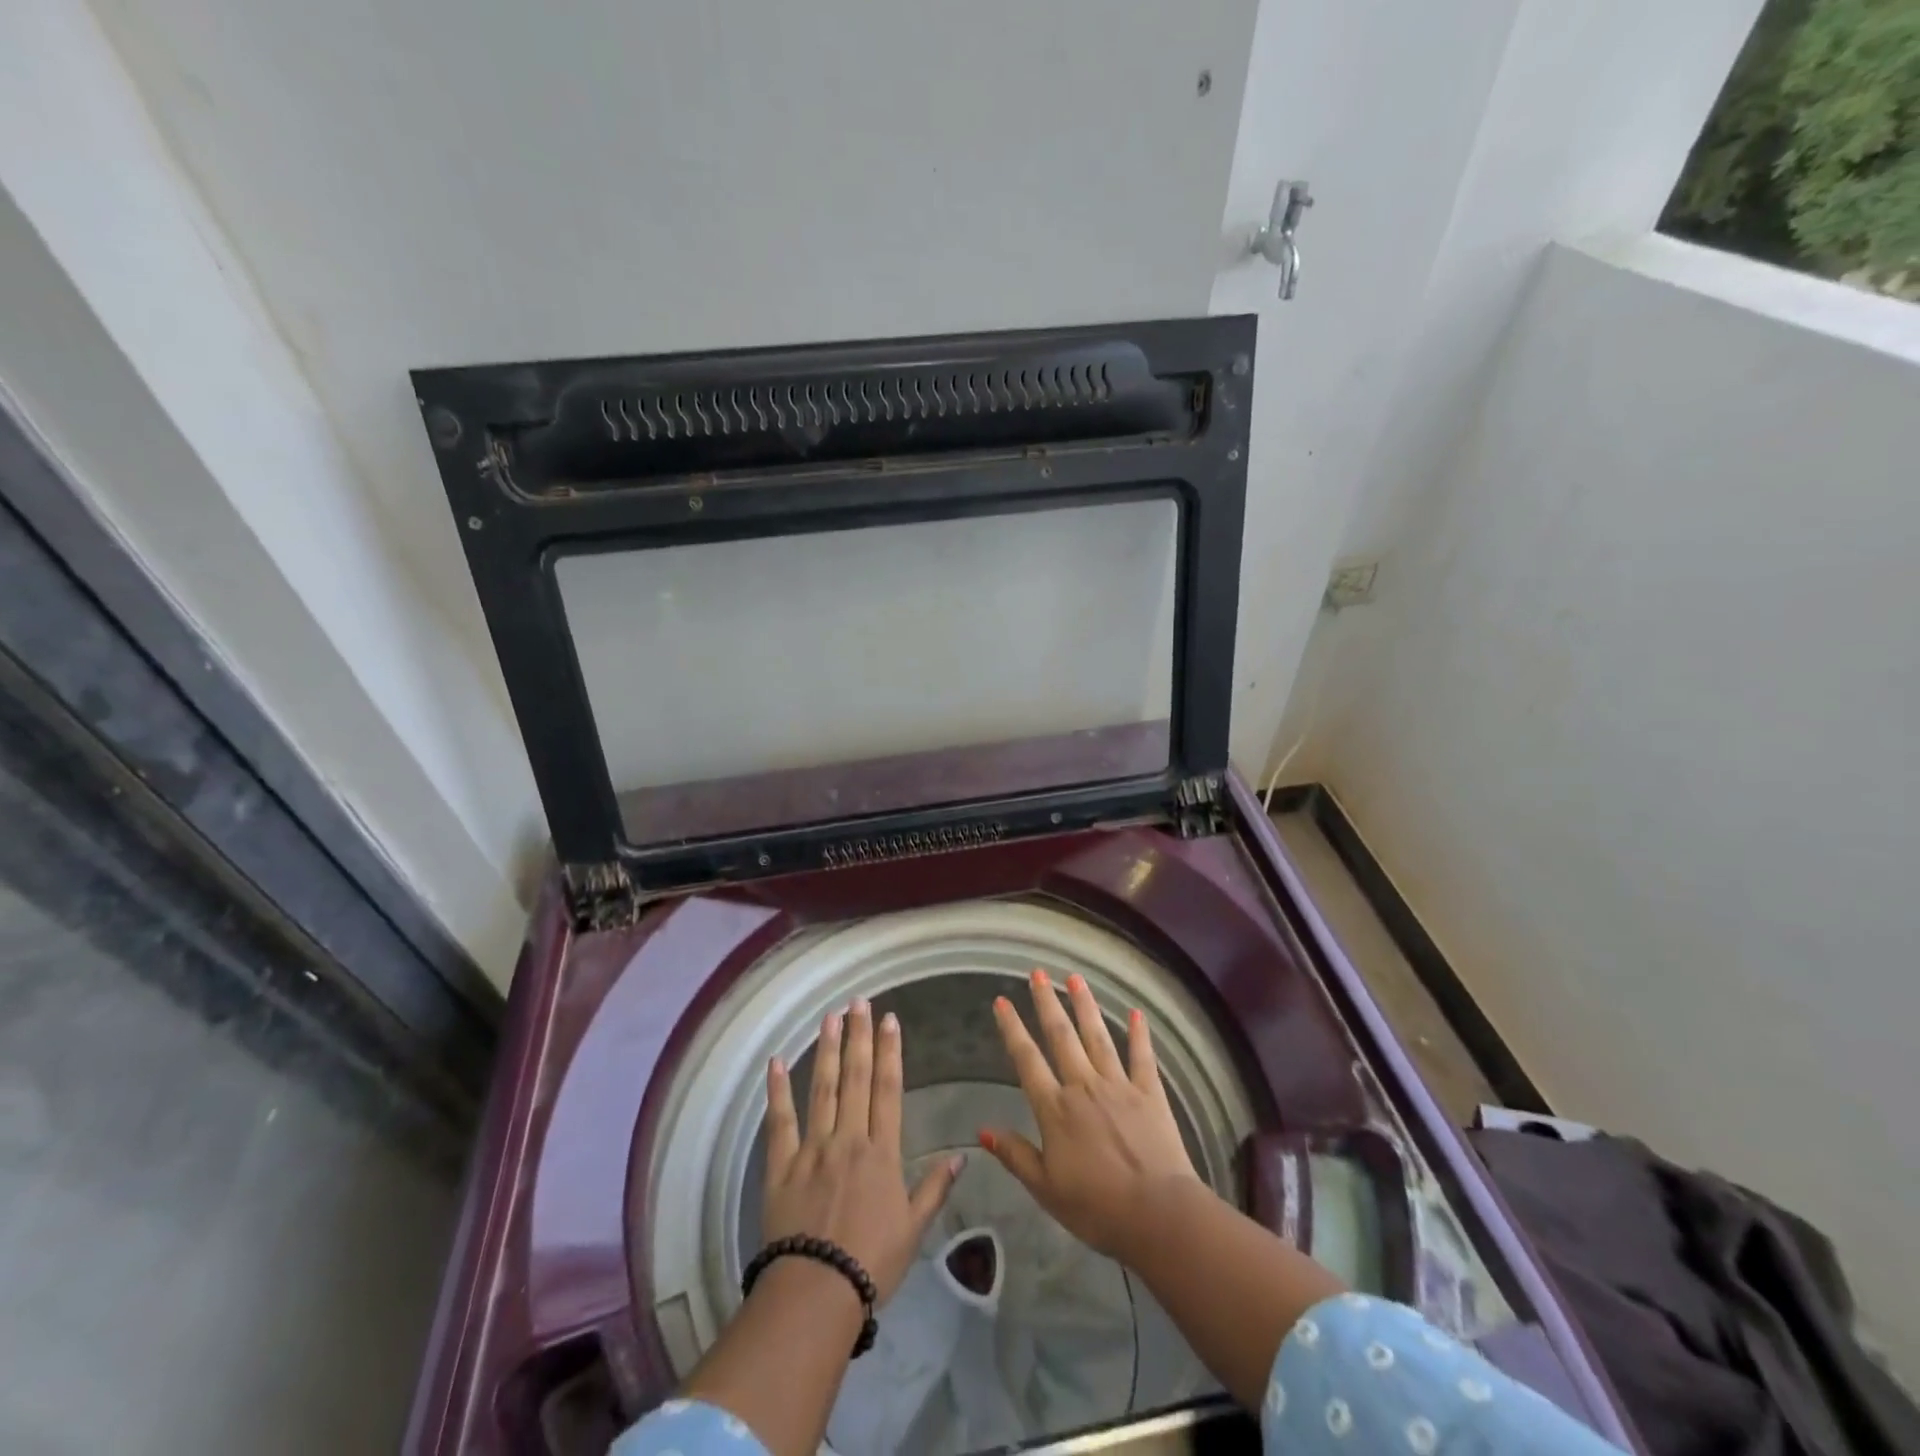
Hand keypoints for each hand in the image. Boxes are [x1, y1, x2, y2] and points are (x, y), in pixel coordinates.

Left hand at [762, 999, 960, 1303]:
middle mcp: (848, 1139)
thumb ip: (935, 1188)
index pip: (887, 1089)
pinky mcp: (781, 1166)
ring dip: (826, 1050)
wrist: (816, 1293)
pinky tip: (776, 1062)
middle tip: (859, 1001)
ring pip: (822, 1089)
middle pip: (854, 1078)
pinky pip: (780, 1122)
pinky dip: (778, 1091)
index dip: (889, 1052)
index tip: (890, 1020)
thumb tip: (962, 1155)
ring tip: (830, 1017)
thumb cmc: (871, 1263)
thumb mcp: (913, 1228)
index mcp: (881, 1151)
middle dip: (859, 1036)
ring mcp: (812, 1148)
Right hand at [980, 971, 1200, 1259]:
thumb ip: (1016, 1155)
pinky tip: (1137, 1013)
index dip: (1013, 1029)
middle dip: (1047, 1002)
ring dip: (1085, 1006)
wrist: (1158, 1214)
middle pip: (1061, 1036)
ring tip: (1075, 978)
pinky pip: (1142, 1057)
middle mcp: (1084, 1086)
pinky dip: (1139, 1034)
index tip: (1002, 1001)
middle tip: (1038, 973)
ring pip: (1097, 1037)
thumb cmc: (1097, 1208)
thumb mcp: (1046, 1189)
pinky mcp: (1150, 1093)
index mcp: (1055, 1109)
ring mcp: (1119, 1085)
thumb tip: (982, 1130)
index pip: (1027, 1060)